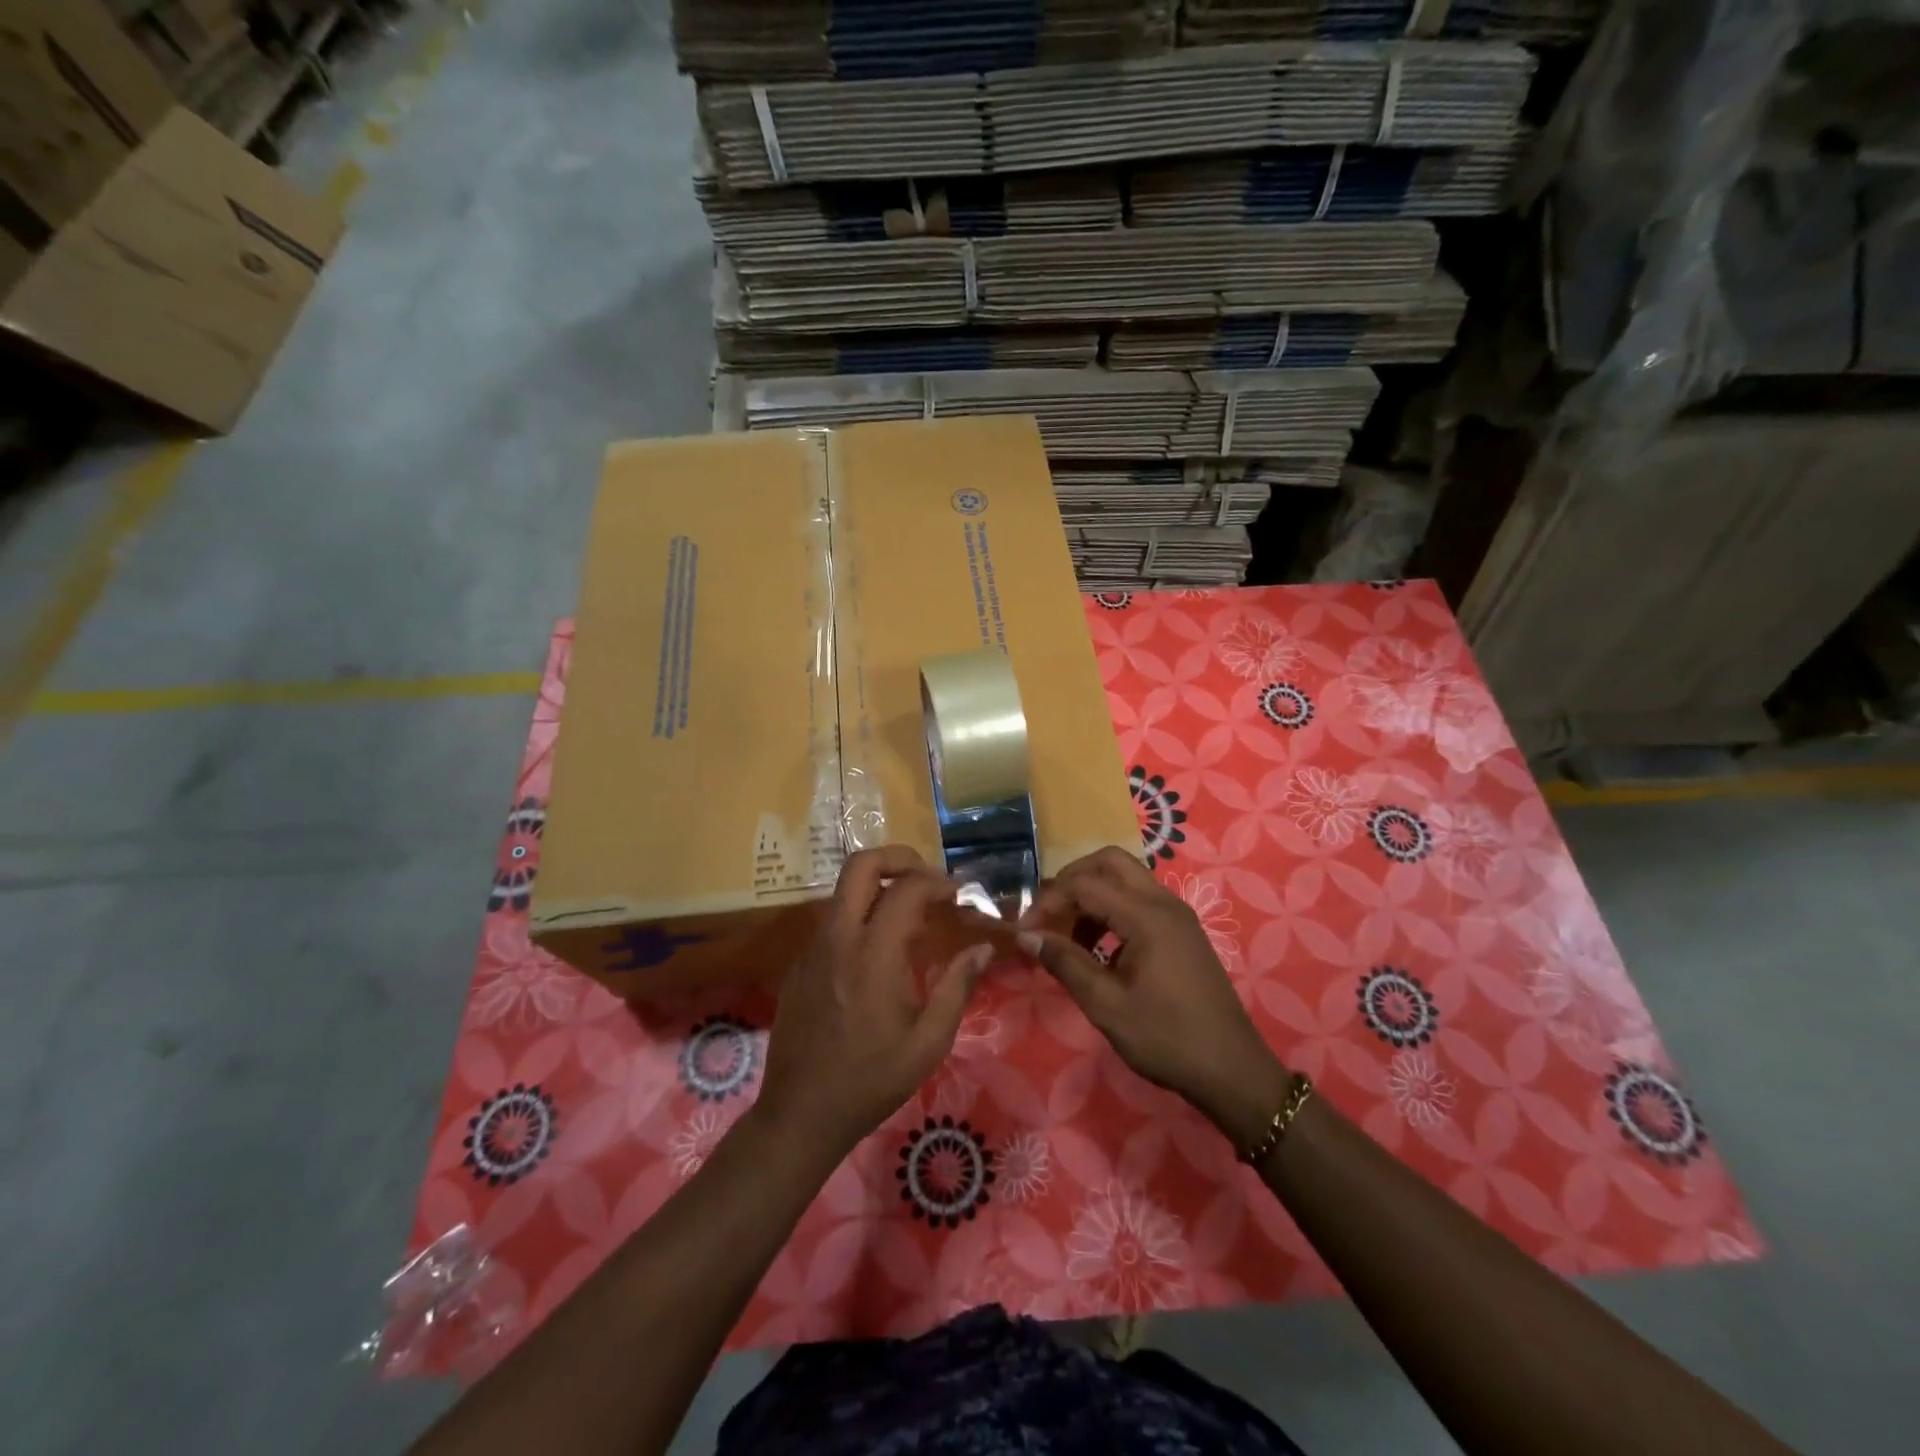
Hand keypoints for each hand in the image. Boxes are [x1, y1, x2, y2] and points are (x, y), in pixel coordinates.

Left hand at [756, 846, 992, 1162]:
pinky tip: (880, 955)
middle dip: (897, 857)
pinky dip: (861, 917)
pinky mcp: (800, 964)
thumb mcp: (928, 1042)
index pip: (906, 889)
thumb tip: (983, 949)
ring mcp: (812, 948)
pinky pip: (833, 922)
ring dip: (879, 887)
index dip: (937, 881)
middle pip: (860, 865)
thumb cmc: (871, 1081)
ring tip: (911, 918)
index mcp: (873, 955)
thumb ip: (957, 987)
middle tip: (927, 877)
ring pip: (844, 892)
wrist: (799, 1114)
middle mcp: (838, 939)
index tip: (958, 892)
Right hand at [1018, 847, 1289, 1149]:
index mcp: (1146, 915)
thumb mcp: (1106, 1004)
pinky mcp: (1183, 930)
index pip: (1084, 884)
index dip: (1049, 901)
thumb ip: (1065, 962)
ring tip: (1070, 938)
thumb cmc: (1165, 1038)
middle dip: (1072, 881)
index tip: (1026, 931)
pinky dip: (1113, 909)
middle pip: (1109, 862)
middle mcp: (1163, 902)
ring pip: (1126, 878)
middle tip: (1049, 915)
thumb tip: (1026, 935)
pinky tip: (1100, 948)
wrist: (1231, 1069)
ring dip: (1093, 895)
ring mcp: (1177, 914)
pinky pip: (1140, 899)